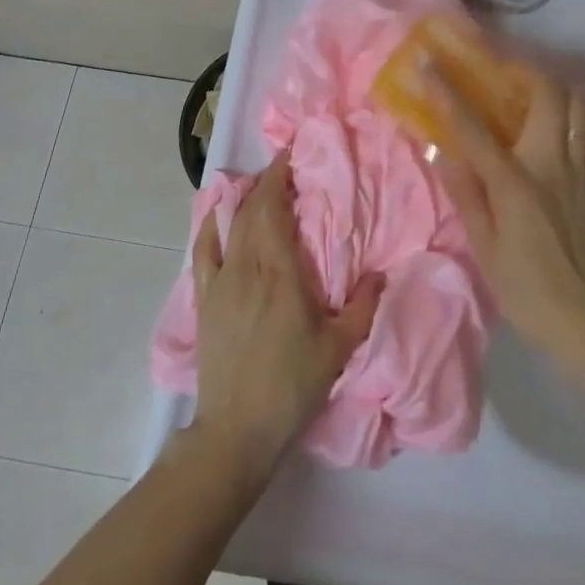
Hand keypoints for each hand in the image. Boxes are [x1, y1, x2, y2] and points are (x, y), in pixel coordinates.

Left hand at [189, 151, 382, 476]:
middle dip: (267, 182)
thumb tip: (381, 273)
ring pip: (230, 225)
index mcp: (280, 273)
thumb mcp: (338, 349)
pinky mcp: (204, 299)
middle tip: (286, 168)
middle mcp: (246, 267)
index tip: (292, 155)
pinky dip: (211, 225)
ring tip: (259, 187)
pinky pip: (203, 250)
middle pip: (251, 209)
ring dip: (243, 199)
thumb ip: (364, 307)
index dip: (280, 176)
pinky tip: (219, 216)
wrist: (237, 429)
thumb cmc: (292, 386)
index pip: (274, 209)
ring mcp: (220, 282)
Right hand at [428, 64, 584, 369]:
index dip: (448, 91)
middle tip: (500, 73)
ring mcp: (582, 171)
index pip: (475, 127)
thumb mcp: (483, 248)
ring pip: (580, 105)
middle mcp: (552, 165)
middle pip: (548, 95)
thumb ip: (466, 195)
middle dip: (523, 71)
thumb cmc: (526, 289)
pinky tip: (571, 117)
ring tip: (533, 91)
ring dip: (557, 88)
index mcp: (515, 183)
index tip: (430, 63)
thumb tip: (444, 152)